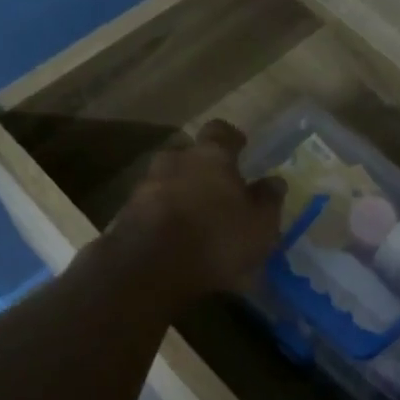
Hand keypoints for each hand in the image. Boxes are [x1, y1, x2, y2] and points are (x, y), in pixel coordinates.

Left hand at [108, 119, 284, 302]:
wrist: (148, 269)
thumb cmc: (216, 240)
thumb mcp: (260, 225)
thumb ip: (268, 200)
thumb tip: (274, 181)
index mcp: (210, 156)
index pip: (220, 131)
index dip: (231, 138)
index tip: (240, 146)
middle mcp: (174, 162)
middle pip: (188, 154)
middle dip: (201, 167)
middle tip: (216, 187)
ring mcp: (145, 186)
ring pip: (166, 180)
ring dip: (179, 192)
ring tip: (194, 217)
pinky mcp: (125, 215)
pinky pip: (150, 208)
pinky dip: (162, 216)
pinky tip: (173, 238)